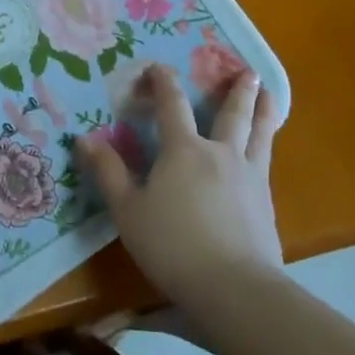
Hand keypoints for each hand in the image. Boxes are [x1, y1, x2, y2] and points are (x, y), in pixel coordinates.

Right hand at [79, 63, 284, 305]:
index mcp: (183, 150)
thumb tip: (84, 139)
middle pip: (231, 114)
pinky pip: (266, 163)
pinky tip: (266, 152)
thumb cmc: (172, 245)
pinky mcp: (266, 203)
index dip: (164, 83)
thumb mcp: (128, 211)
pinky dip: (268, 146)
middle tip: (248, 71)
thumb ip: (108, 172)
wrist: (233, 287)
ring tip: (270, 93)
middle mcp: (220, 154)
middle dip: (236, 91)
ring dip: (264, 111)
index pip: (172, 105)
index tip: (159, 67)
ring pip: (259, 134)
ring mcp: (249, 177)